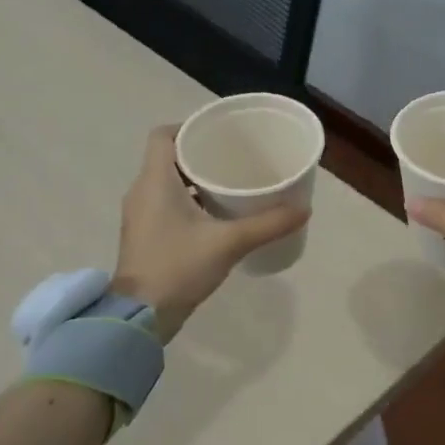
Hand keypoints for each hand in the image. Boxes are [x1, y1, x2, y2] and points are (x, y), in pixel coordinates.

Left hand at [112, 126, 307, 340]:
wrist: (140, 316)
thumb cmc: (178, 267)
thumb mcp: (229, 243)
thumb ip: (268, 224)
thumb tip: (304, 209)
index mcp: (155, 181)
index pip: (163, 135)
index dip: (189, 127)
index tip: (219, 135)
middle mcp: (142, 191)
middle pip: (169, 157)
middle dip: (201, 155)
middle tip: (235, 158)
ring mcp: (141, 215)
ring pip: (168, 182)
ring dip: (196, 180)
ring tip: (231, 185)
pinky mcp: (146, 236)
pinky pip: (167, 204)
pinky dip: (190, 202)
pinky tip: (218, 216)